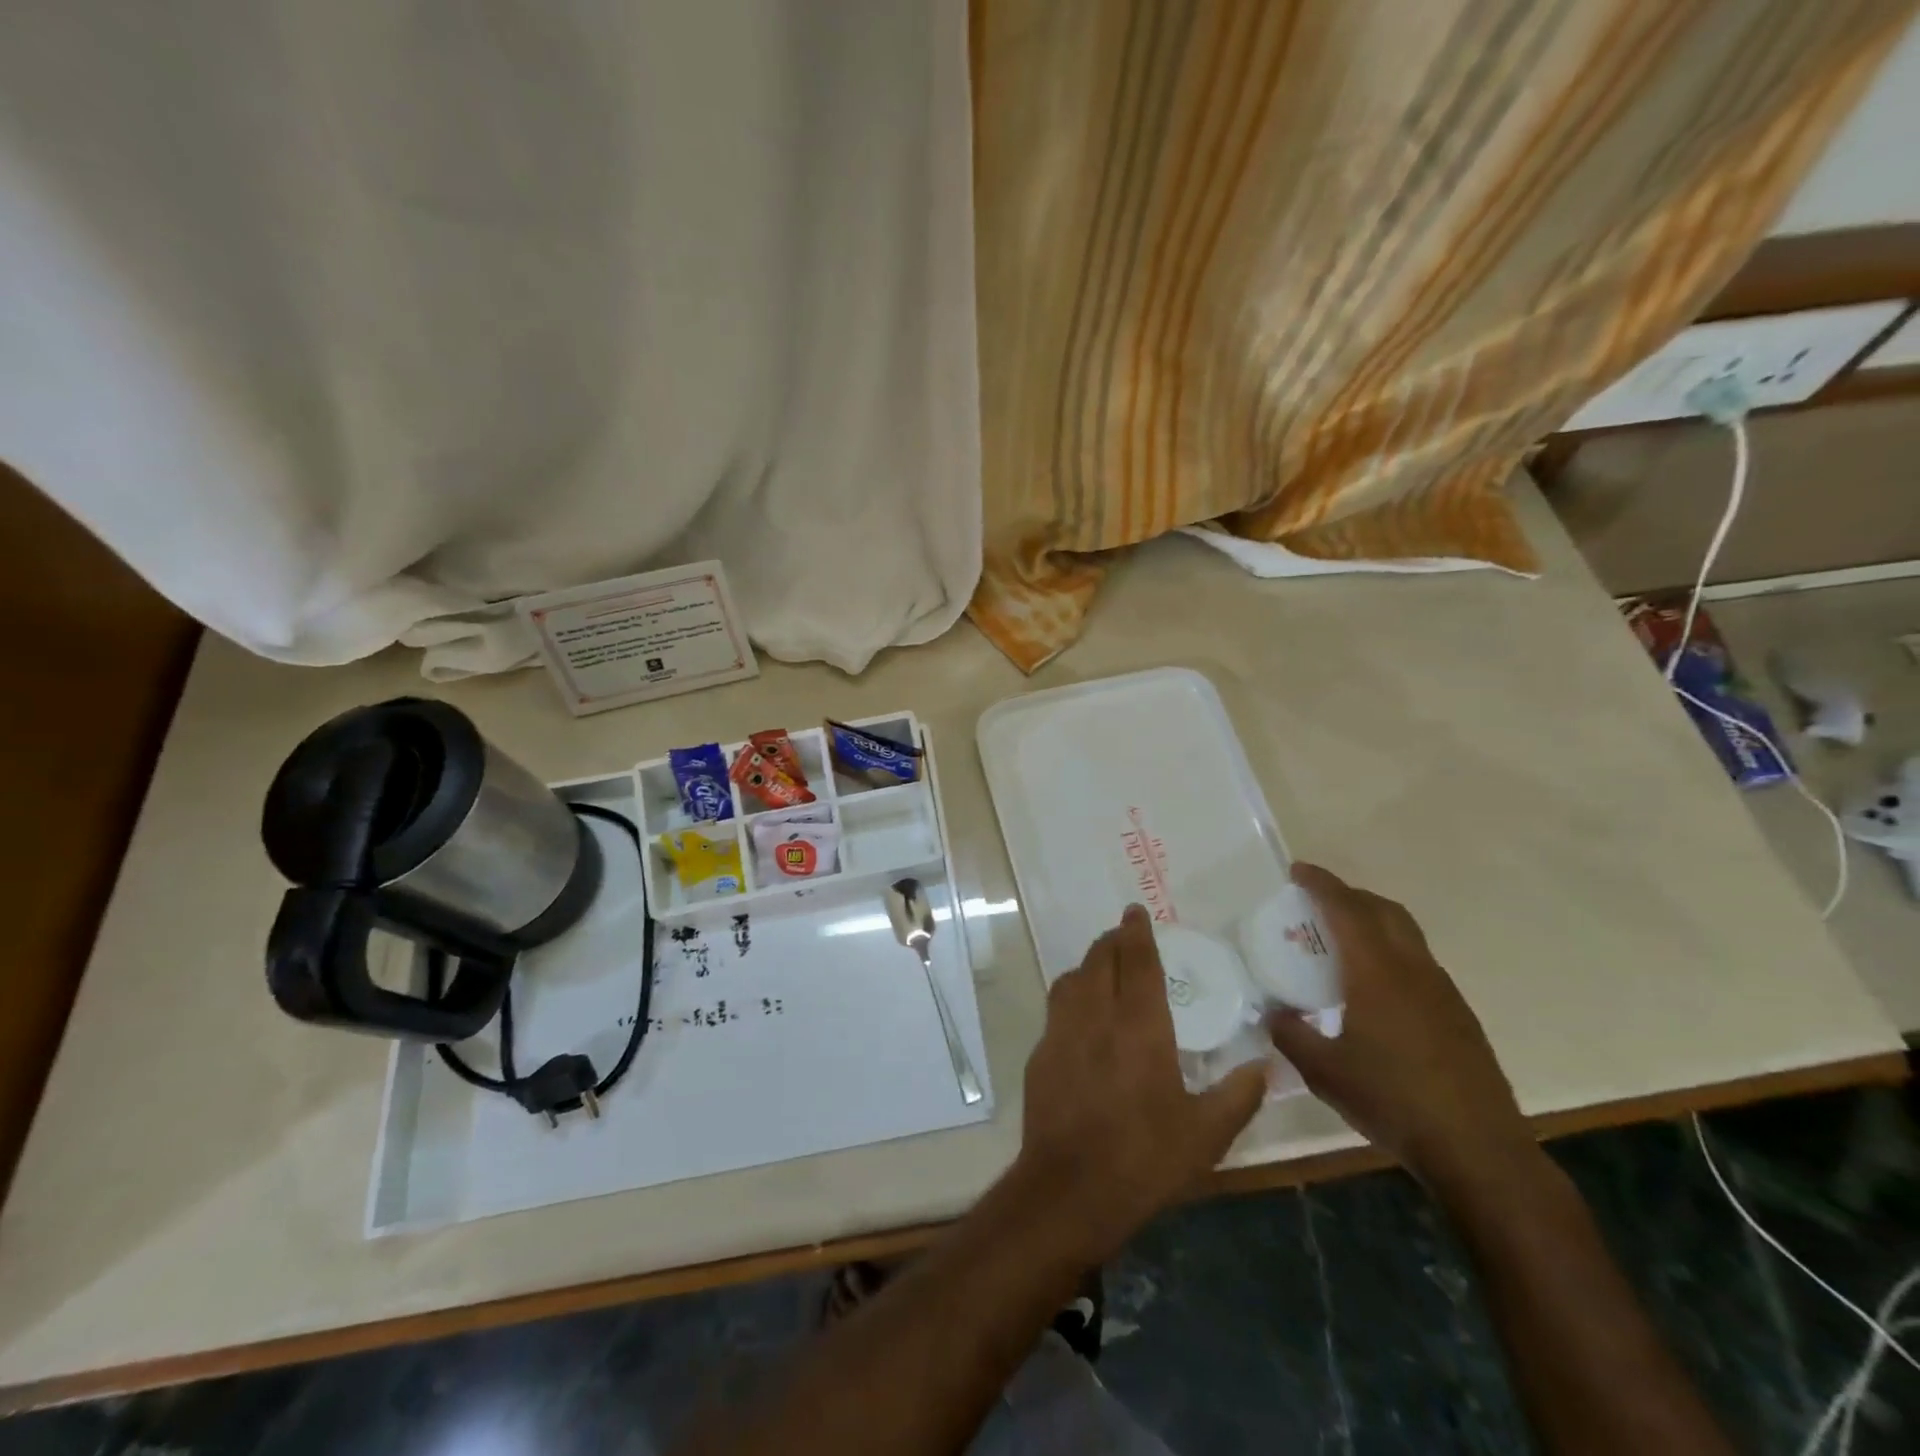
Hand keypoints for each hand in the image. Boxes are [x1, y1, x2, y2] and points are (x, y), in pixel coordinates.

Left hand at [1017, 905, 1266, 1262]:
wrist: (1070, 1189)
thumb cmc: (1144, 1159)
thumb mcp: (1206, 1135)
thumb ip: (1239, 1095)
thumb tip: (1266, 1064)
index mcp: (1139, 1026)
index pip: (1135, 962)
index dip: (1136, 932)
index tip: (1136, 911)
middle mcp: (1096, 1016)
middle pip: (1099, 960)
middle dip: (1112, 941)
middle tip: (1125, 936)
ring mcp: (1062, 1032)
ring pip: (1072, 978)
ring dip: (1089, 964)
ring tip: (1104, 967)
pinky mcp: (1041, 1053)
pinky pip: (1057, 1006)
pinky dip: (1071, 994)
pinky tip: (1082, 1014)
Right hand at [1266, 864, 1535, 1192]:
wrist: (1477, 1150)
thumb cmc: (1392, 1101)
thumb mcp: (1323, 1071)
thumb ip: (1291, 1034)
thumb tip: (1273, 1013)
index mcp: (1377, 973)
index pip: (1346, 909)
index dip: (1321, 884)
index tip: (1298, 870)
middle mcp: (1413, 970)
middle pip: (1384, 910)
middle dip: (1350, 895)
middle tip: (1318, 900)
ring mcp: (1442, 991)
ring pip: (1406, 934)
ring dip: (1374, 921)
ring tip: (1343, 940)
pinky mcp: (1458, 1015)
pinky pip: (1419, 962)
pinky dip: (1391, 952)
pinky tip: (1375, 988)